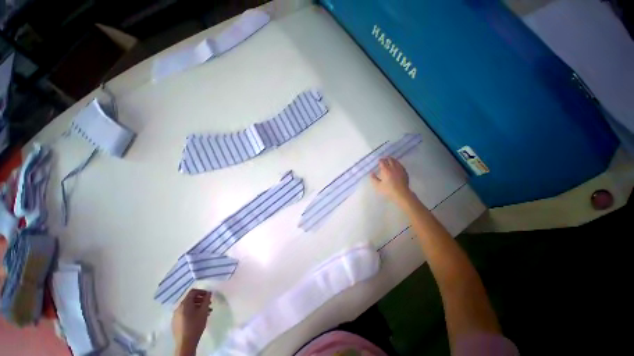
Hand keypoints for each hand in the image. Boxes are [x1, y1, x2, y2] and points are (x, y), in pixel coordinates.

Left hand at [172, 289, 211, 355]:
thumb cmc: (195, 325)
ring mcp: (175, 316)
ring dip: (197, 306)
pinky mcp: (175, 322)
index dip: (201, 291)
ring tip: (206, 312)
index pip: (193, 291)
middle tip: (208, 304)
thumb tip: (209, 292)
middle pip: (190, 299)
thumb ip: (207, 300)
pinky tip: (198, 318)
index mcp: (184, 303)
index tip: (208, 295)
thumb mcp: (204, 311)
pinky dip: (192, 312)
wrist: (185, 343)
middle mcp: (178, 308)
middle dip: (200, 300)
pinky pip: (184, 313)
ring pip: (188, 307)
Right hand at [371, 157, 411, 203]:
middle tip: (384, 158)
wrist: (401, 193)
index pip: (382, 162)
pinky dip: (398, 163)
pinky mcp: (404, 172)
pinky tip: (397, 165)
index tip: (378, 160)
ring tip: (390, 159)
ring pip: (396, 161)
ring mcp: (400, 169)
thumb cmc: (388, 190)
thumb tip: (371, 173)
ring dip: (392, 159)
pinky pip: (401, 165)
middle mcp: (393, 167)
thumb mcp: (378, 185)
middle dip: (386, 158)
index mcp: (386, 170)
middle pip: (390, 160)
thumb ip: (374, 178)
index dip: (380, 160)